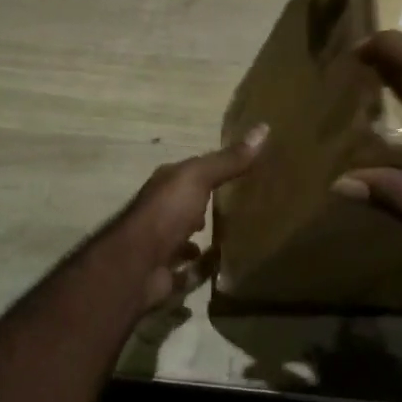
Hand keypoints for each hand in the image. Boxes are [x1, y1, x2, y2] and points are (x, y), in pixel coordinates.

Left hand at [106, 125, 267, 309]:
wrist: (136, 265)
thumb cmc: (166, 213)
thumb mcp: (199, 178)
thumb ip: (228, 160)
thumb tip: (264, 128)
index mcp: (165, 186)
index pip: (191, 173)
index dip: (213, 170)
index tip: (244, 171)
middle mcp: (160, 213)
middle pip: (187, 206)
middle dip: (206, 206)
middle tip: (244, 206)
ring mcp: (161, 245)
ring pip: (185, 238)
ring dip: (203, 238)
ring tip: (238, 237)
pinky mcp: (166, 274)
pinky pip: (190, 271)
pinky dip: (205, 269)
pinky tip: (227, 267)